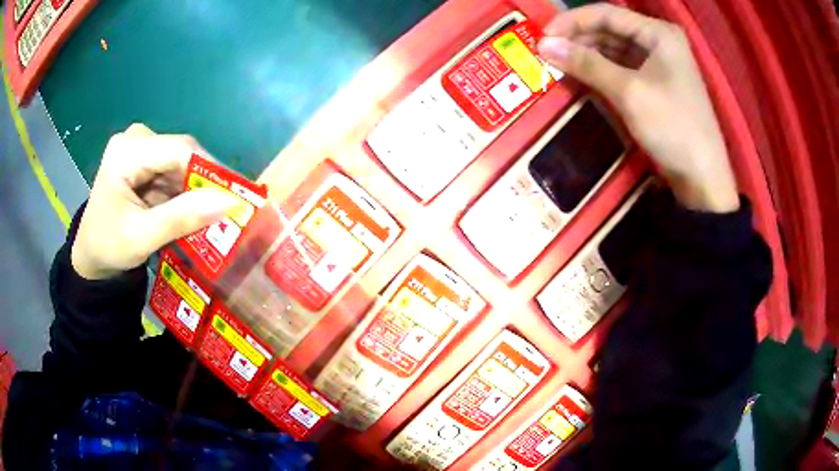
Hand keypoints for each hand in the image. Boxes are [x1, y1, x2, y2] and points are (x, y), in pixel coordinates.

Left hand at [71, 124, 240, 279]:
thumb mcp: (142, 237)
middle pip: (182, 154)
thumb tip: (229, 202)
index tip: (236, 196)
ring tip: (214, 214)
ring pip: (181, 163)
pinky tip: (193, 210)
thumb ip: (181, 218)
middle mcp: (136, 140)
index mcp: (126, 152)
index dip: (210, 170)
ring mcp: (141, 148)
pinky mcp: (145, 160)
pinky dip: (186, 192)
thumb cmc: (109, 247)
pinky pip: (175, 172)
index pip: (178, 150)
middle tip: (228, 209)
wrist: (91, 254)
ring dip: (196, 189)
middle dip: (204, 182)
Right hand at [537, 4, 739, 212]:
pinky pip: (622, 68)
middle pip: (610, 29)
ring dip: (587, 55)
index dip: (572, 21)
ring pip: (614, 49)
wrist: (702, 178)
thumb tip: (543, 45)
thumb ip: (587, 63)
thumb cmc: (673, 127)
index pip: (606, 13)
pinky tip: (581, 76)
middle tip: (546, 53)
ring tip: (558, 64)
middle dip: (578, 39)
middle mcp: (659, 41)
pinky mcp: (656, 84)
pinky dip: (601, 71)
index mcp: (658, 33)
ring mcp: (659, 64)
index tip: (542, 36)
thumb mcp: (629, 92)